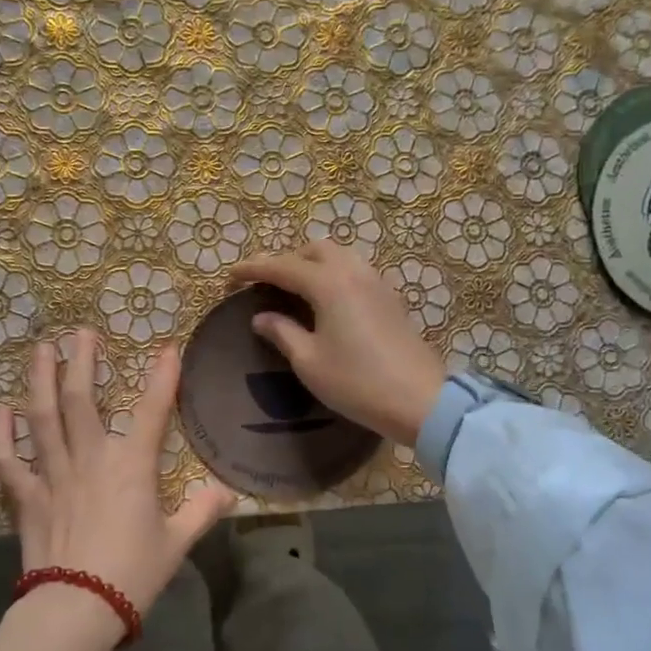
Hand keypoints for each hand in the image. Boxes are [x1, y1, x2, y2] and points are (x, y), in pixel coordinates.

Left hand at [0, 329, 235, 630]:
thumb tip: (228, 492)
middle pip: (81, 399)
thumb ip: (202, 512)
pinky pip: (8, 461)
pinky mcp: (28, 497)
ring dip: (40, 380)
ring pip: (42, 417)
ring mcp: (53, 474)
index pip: (152, 411)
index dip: (163, 377)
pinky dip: (0, 436)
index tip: (167, 348)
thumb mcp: (176, 544)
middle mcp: (91, 459)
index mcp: (132, 467)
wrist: (76, 610)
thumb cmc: (132, 575)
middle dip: (82, 361)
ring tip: (41, 350)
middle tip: (80, 332)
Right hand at [234, 243, 447, 446]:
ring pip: (339, 257)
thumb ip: (282, 332)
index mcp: (329, 283)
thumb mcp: (309, 361)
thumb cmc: (357, 382)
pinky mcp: (391, 299)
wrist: (420, 401)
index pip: (282, 266)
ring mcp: (377, 283)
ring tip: (295, 290)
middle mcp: (354, 272)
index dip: (253, 269)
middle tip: (266, 284)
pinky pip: (355, 272)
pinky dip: (333, 276)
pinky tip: (326, 303)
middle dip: (286, 260)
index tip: (230, 276)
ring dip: (312, 265)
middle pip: (314, 250)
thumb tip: (261, 317)